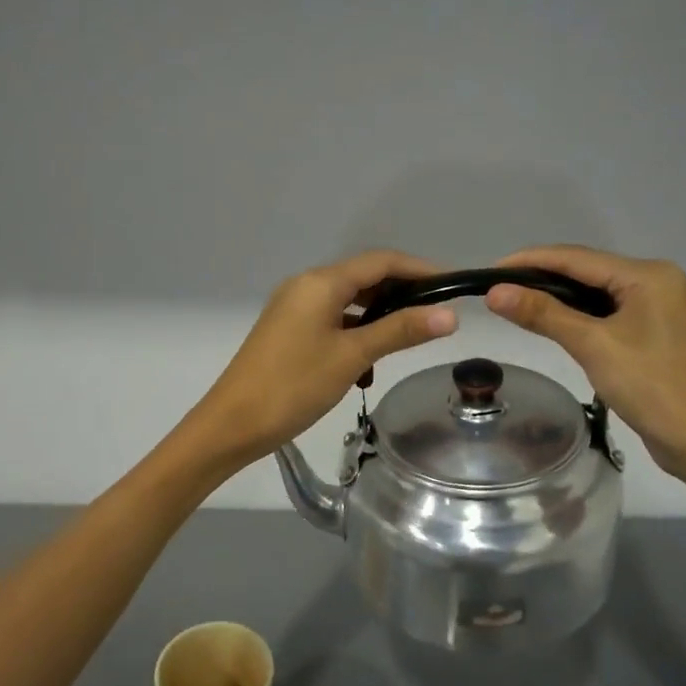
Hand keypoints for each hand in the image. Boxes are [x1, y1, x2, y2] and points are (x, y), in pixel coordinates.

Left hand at [186, 251, 458, 467]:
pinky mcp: (287, 331)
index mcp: (320, 282)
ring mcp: (293, 308)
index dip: (420, 270)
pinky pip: (331, 320)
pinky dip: (354, 333)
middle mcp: (305, 285)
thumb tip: (449, 316)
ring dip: (378, 317)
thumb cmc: (294, 386)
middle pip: (364, 277)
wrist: (232, 423)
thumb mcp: (352, 357)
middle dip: (401, 294)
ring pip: (348, 302)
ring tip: (406, 341)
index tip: (452, 287)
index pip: (381, 261)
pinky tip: (367, 363)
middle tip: (435, 317)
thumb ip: (400, 331)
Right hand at [485, 246, 685, 481]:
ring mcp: (659, 309)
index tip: (489, 271)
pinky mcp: (656, 334)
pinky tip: (554, 325)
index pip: (577, 258)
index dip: (530, 261)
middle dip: (541, 278)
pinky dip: (579, 317)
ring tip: (516, 305)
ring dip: (558, 298)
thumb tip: (495, 292)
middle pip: (587, 271)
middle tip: (497, 291)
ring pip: (597, 293)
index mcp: (648, 275)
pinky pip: (608, 314)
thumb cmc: (652, 386)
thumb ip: (544, 314)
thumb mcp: (593, 346)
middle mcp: (657, 282)